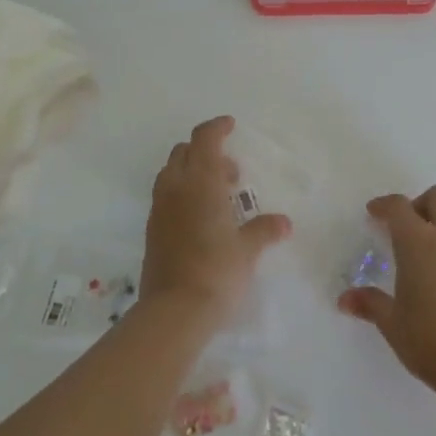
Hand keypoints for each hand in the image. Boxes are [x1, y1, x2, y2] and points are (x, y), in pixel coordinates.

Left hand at [140, 116, 291, 322]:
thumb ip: (264, 230)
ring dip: (192, 172)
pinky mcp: (152, 230)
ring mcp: (160, 209)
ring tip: (218, 196)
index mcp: (201, 183)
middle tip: (231, 173)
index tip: (231, 125)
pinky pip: (166, 196)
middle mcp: (175, 189)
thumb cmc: (217, 271)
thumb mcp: (248, 250)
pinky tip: (201, 218)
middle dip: (206, 152)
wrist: (174, 310)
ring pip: (171, 173)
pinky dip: (182, 193)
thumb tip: (283, 223)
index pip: (204, 139)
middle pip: (184, 152)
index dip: (217, 127)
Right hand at [339, 185, 435, 398]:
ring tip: (432, 251)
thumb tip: (345, 299)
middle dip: (421, 203)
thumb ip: (370, 304)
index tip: (374, 213)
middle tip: (408, 228)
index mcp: (419, 243)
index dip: (384, 205)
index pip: (399, 207)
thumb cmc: (431, 340)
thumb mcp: (392, 324)